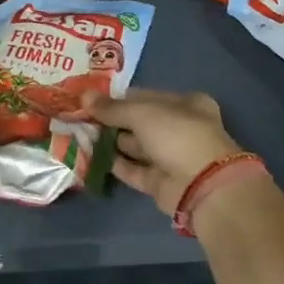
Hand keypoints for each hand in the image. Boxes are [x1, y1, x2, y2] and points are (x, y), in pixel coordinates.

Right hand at [81, 88, 242, 213]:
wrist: (203, 186)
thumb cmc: (177, 135)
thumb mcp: (142, 113)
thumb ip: (112, 108)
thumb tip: (84, 96)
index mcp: (185, 104)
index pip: (146, 97)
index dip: (120, 98)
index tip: (92, 99)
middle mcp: (180, 129)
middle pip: (140, 122)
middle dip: (112, 120)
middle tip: (80, 117)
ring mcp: (170, 157)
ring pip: (135, 146)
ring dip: (110, 141)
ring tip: (80, 134)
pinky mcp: (159, 183)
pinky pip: (133, 169)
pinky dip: (113, 163)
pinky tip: (89, 156)